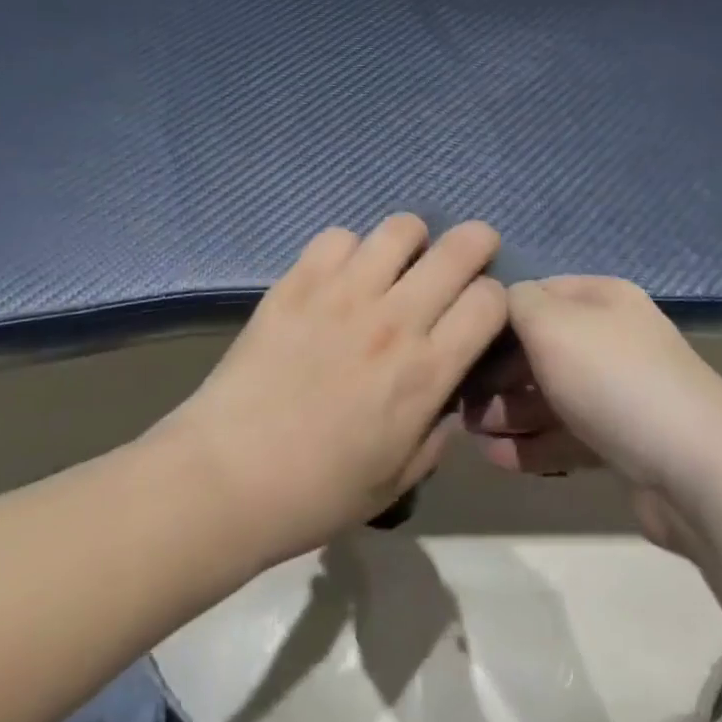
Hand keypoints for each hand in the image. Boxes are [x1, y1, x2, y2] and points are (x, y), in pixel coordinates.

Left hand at [163, 215, 506, 567]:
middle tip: (467, 255)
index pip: (490, 301)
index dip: (494, 299)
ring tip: (399, 261)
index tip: (479, 311)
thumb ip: (438, 428)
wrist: (226, 477)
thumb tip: (449, 387)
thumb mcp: (399, 479)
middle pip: (459, 249)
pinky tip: (340, 276)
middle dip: (476, 244)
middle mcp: (394, 320)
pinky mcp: (298, 281)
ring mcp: (343, 293)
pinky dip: (349, 249)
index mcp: (426, 372)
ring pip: (401, 228)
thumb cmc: (317, 492)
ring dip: (412, 240)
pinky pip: (338, 237)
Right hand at [465, 277, 721, 508]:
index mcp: (603, 299)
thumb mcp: (551, 324)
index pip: (537, 294)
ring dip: (508, 412)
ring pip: (550, 395)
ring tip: (471, 434)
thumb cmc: (614, 380)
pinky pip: (567, 435)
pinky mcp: (624, 443)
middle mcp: (613, 338)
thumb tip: (501, 301)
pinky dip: (532, 444)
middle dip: (497, 373)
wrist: (698, 471)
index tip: (459, 343)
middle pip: (540, 348)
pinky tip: (496, 459)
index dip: (496, 315)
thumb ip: (515, 302)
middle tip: (460, 401)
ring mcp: (621, 392)